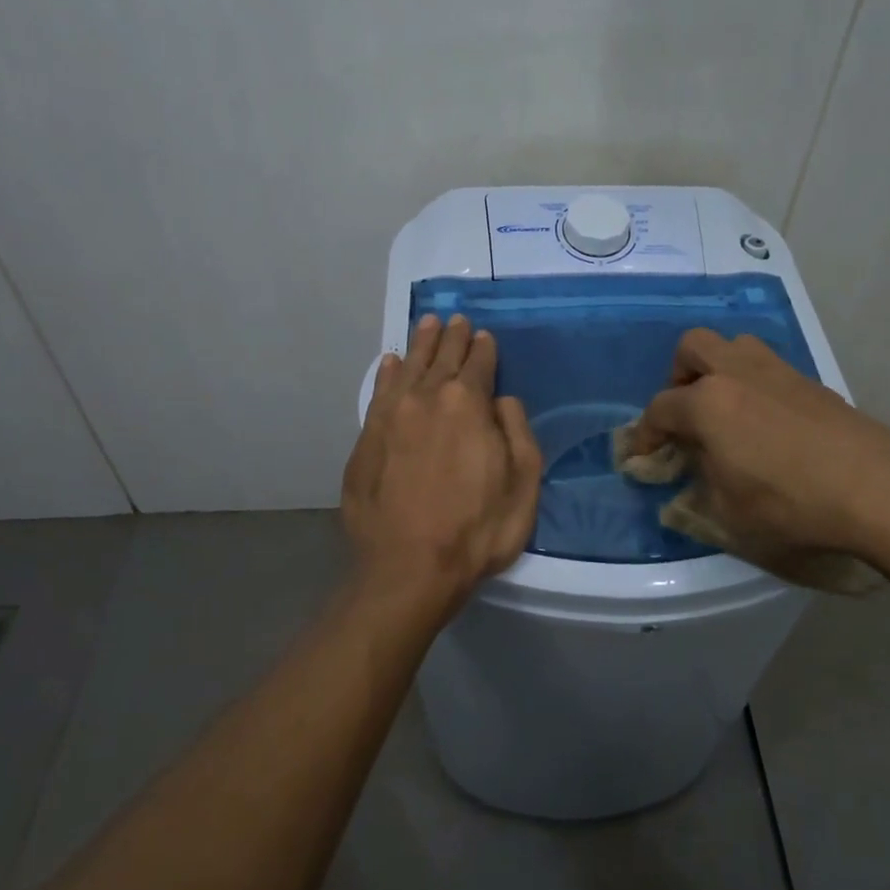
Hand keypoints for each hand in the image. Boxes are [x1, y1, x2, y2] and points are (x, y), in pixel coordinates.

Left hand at [341, 314, 541, 621]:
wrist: (407, 569)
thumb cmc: (477, 530)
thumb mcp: (523, 485)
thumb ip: (517, 432)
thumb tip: (502, 400)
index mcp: (469, 404)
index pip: (479, 364)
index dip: (484, 348)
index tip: (484, 335)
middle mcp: (427, 398)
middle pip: (442, 358)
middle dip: (451, 338)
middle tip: (456, 320)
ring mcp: (391, 417)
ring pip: (408, 368)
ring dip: (420, 345)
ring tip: (427, 325)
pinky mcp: (366, 439)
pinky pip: (379, 393)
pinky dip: (386, 373)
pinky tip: (390, 363)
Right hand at [629, 330, 889, 602]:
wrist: (878, 488)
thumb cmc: (791, 505)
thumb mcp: (729, 516)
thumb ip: (698, 493)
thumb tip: (689, 482)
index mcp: (707, 404)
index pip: (660, 409)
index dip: (645, 434)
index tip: (642, 457)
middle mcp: (737, 374)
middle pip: (693, 348)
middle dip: (678, 376)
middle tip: (686, 413)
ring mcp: (777, 372)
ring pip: (734, 346)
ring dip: (718, 370)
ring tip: (724, 412)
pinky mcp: (810, 382)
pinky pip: (766, 367)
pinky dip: (752, 384)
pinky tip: (765, 424)